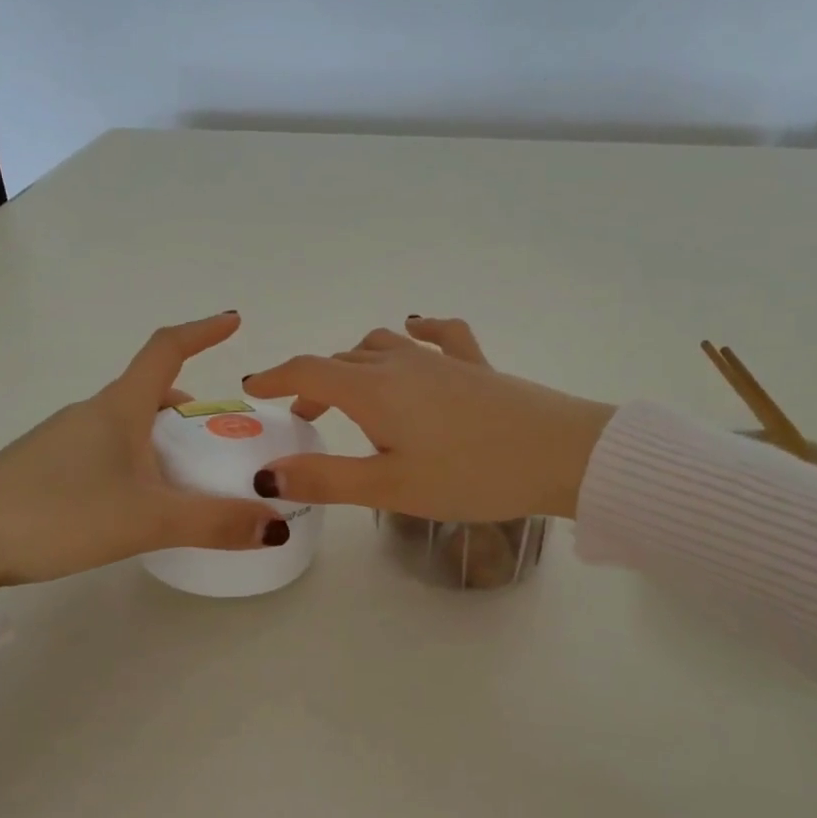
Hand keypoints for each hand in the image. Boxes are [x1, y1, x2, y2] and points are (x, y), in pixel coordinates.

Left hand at [0, 313, 287, 590]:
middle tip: (224, 439)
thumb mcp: (146, 520)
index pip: (166, 349)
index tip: (234, 320)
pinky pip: (107, 450)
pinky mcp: (44, 467)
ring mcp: (63, 439)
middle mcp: (92, 413)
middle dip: (192, 407)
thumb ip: (214, 522)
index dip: (202, 331)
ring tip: (189, 478)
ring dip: (165, 438)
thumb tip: (277, 525)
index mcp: (119, 408)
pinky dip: (137, 460)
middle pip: (152, 392)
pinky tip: (138, 502)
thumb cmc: (57, 514)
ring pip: (129, 425)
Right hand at [242, 318, 614, 521]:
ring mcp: (440, 359)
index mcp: (373, 390)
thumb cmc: (470, 474)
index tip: (255, 390)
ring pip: (382, 346)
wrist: (561, 453)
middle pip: (342, 361)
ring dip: (356, 364)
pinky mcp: (475, 364)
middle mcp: (400, 363)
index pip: (308, 371)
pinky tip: (415, 330)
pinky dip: (416, 332)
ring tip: (352, 394)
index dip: (277, 378)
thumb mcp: (390, 487)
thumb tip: (267, 472)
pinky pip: (438, 335)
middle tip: (307, 421)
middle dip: (315, 385)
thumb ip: (326, 479)